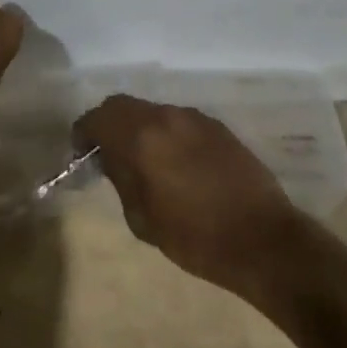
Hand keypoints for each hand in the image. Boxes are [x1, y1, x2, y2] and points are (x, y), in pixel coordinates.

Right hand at [76, 96, 297, 289]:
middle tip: (109, 152)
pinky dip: (169, 134)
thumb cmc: (196, 238)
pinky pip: (179, 121)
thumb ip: (121, 179)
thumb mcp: (142, 219)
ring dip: (141, 128)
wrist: (264, 241)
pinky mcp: (217, 126)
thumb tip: (111, 158)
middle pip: (123, 106)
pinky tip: (179, 164)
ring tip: (147, 161)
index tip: (82, 151)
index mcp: (140, 137)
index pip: (97, 118)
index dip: (84, 133)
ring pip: (153, 112)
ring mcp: (193, 118)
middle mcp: (163, 116)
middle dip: (110, 124)